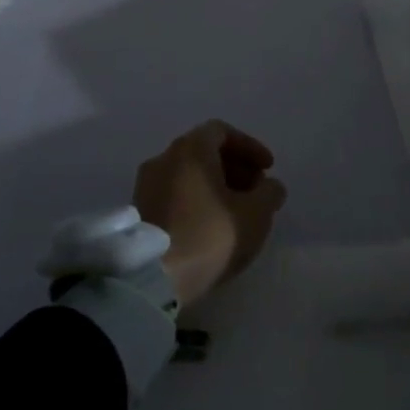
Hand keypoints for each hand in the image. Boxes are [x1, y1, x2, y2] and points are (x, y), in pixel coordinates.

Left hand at [134, 121, 286, 306]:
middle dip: (235, 167)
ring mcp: (145, 186)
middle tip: (256, 191)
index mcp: (190, 149)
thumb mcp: (256, 214)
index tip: (268, 169)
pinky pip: (174, 194)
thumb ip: (270, 192)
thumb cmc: (209, 235)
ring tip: (238, 212)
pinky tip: (213, 226)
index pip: (222, 131)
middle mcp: (163, 159)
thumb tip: (269, 186)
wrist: (152, 277)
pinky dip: (197, 201)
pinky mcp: (139, 212)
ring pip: (188, 175)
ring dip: (216, 186)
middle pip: (203, 152)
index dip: (250, 147)